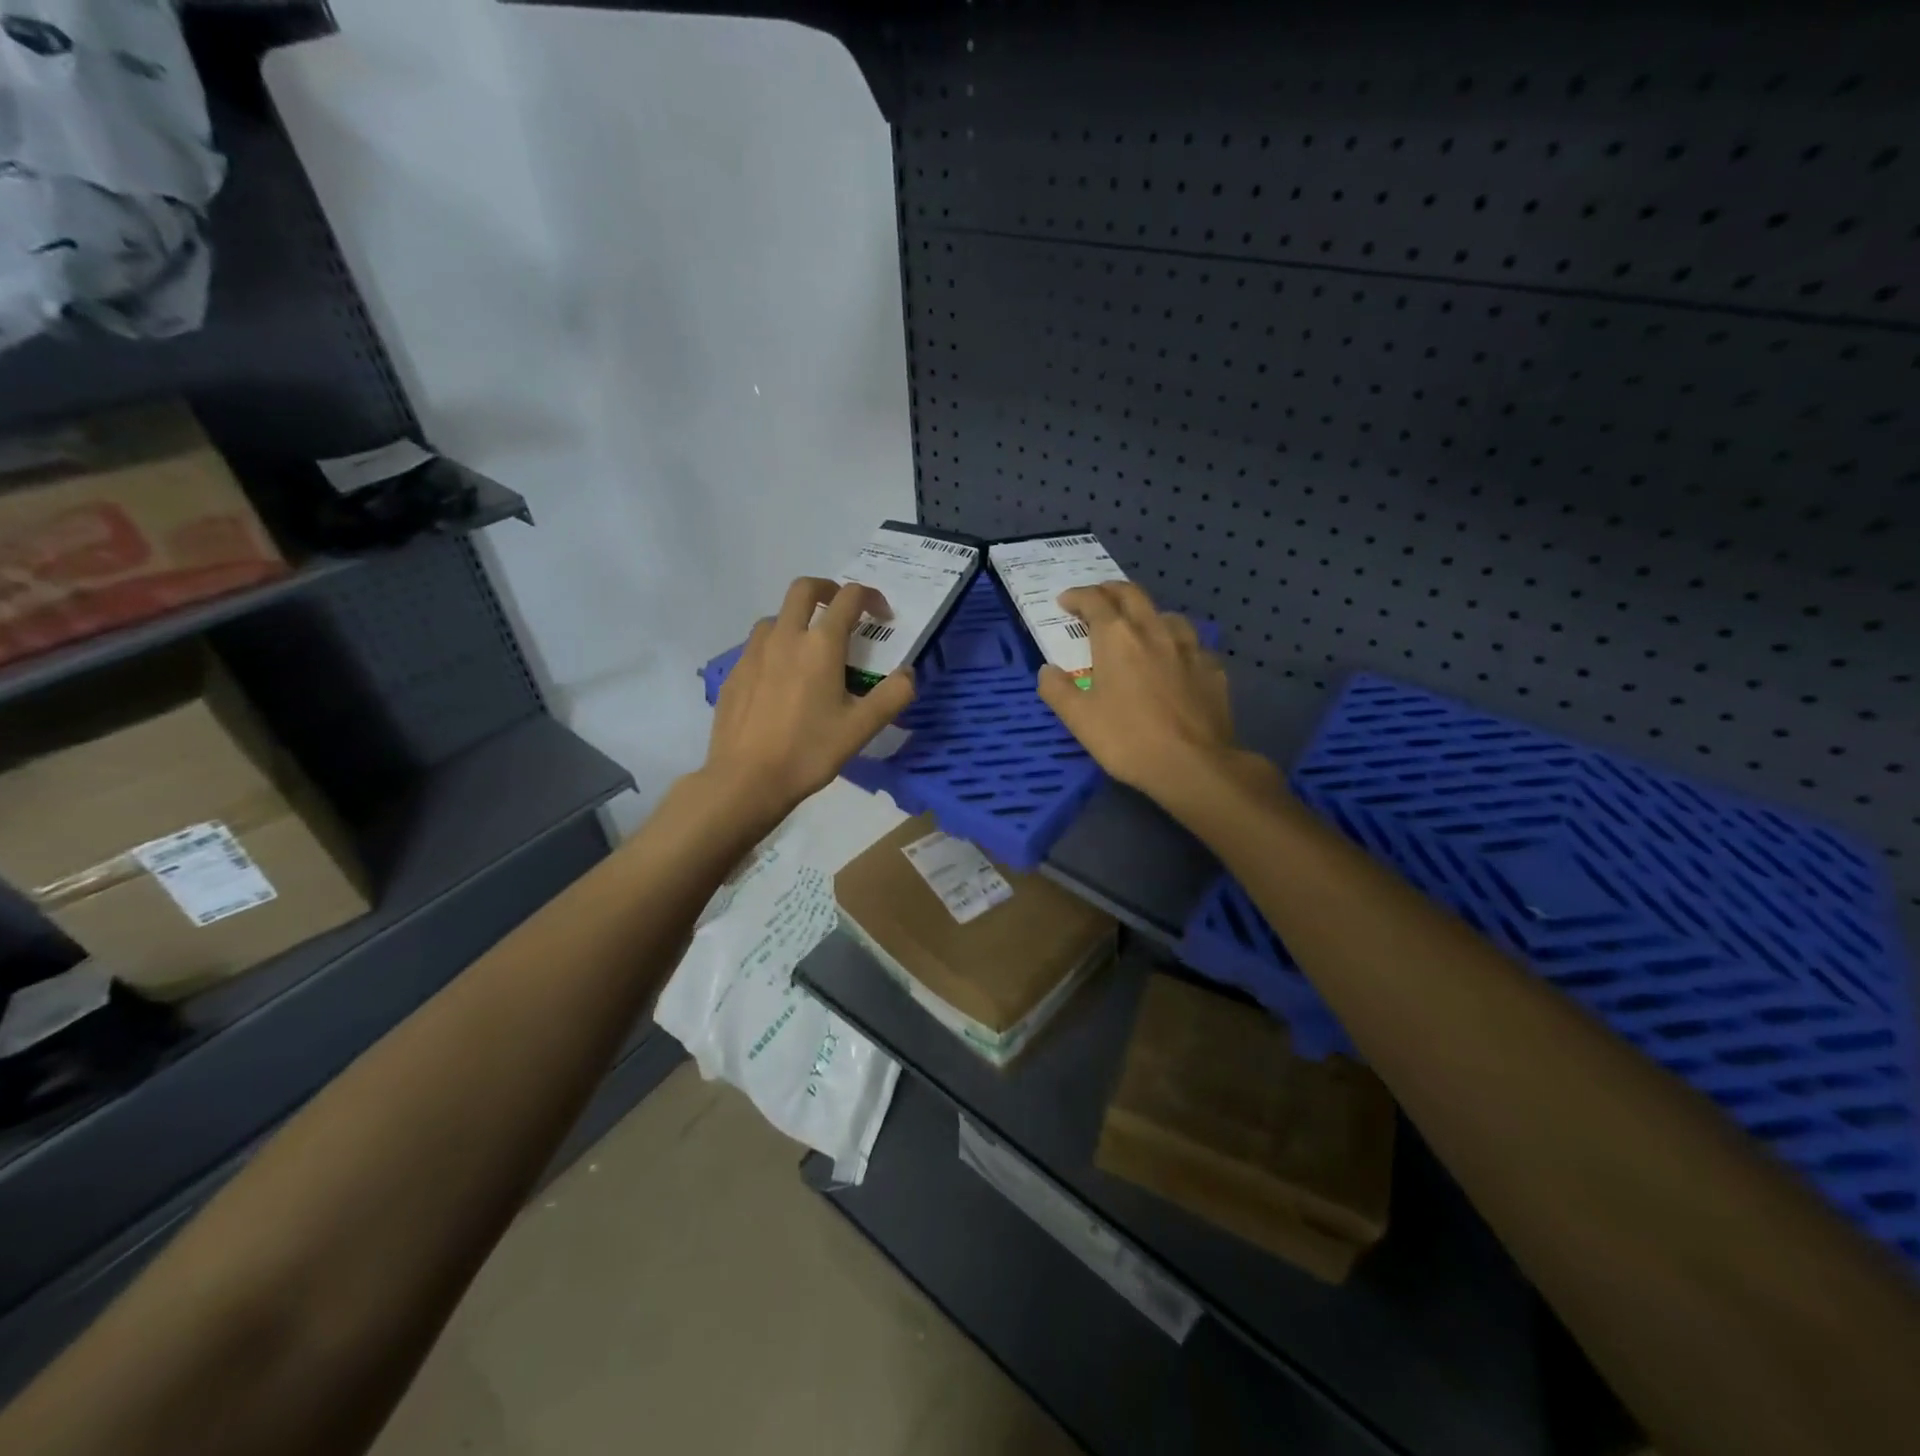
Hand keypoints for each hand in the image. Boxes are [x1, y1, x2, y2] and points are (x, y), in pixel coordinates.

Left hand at [703, 576, 915, 816]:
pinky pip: (757, 645)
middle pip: (804, 589)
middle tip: (842, 609)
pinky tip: (782, 680)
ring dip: (798, 619)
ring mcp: (753, 653)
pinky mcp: (734, 673)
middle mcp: (784, 637)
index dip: (871, 597)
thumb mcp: (861, 728)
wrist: (746, 780)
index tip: (882, 615)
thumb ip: (893, 695)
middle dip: (828, 589)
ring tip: (810, 648)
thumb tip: (909, 674)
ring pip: (776, 616)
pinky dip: (776, 647)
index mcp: (820, 645)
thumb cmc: (809, 752)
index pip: (849, 598)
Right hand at [1037, 582, 1278, 807]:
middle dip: (1110, 591)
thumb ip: (1057, 690)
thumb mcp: (1078, 719)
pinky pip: (1192, 647)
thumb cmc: (1127, 739)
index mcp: (1117, 638)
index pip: (1094, 601)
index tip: (1065, 602)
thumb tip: (1048, 670)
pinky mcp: (1212, 669)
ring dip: (1147, 615)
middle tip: (1097, 600)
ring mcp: (1189, 648)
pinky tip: (1176, 663)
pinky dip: (1177, 646)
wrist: (1192, 765)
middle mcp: (1154, 631)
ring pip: (1167, 615)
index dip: (1077, 597)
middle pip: (1132, 595)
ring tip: (1139, 629)